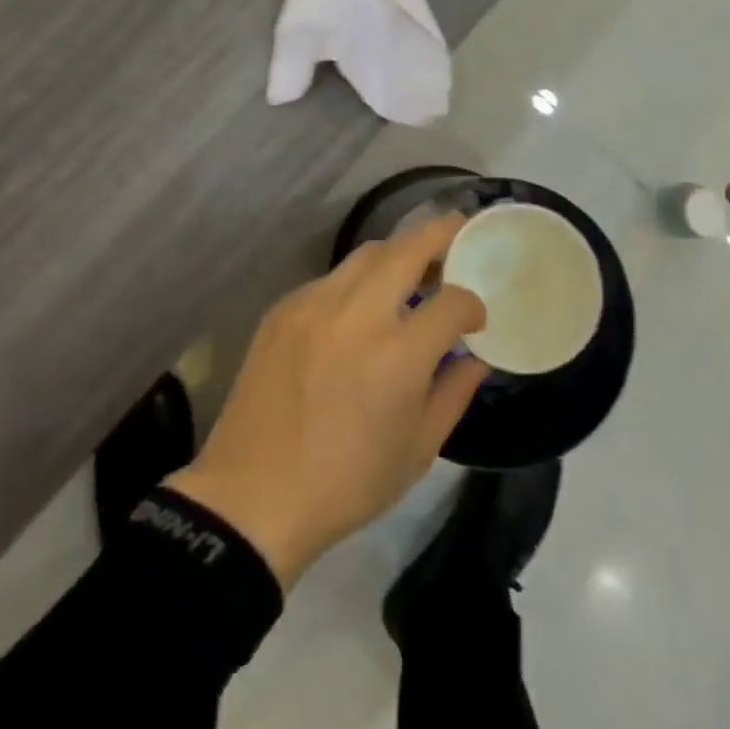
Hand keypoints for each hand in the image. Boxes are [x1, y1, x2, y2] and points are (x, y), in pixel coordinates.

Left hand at [166, 215, 488, 589]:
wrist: (253, 496)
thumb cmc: (346, 483)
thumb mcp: (418, 450)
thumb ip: (455, 393)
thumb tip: (477, 357)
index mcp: (398, 353)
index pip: (452, 302)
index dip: (472, 305)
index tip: (475, 318)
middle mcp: (357, 313)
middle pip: (408, 247)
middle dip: (441, 234)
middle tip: (458, 232)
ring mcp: (314, 303)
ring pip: (366, 253)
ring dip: (397, 253)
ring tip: (412, 269)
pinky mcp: (284, 307)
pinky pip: (331, 278)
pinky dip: (356, 282)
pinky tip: (358, 309)